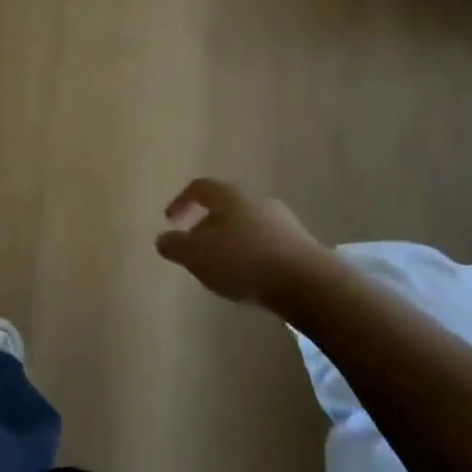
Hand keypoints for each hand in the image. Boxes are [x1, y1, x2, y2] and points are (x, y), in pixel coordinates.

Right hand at [155, 178, 322, 306]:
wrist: (308, 283)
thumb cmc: (244, 262)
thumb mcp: (198, 256)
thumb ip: (175, 246)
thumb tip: (163, 239)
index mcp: (229, 197)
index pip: (199, 188)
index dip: (181, 202)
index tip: (171, 221)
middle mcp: (256, 201)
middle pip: (224, 206)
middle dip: (206, 225)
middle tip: (195, 248)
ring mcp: (282, 221)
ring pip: (246, 225)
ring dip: (229, 241)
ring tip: (220, 266)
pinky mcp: (299, 244)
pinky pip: (265, 242)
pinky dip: (250, 253)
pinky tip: (248, 276)